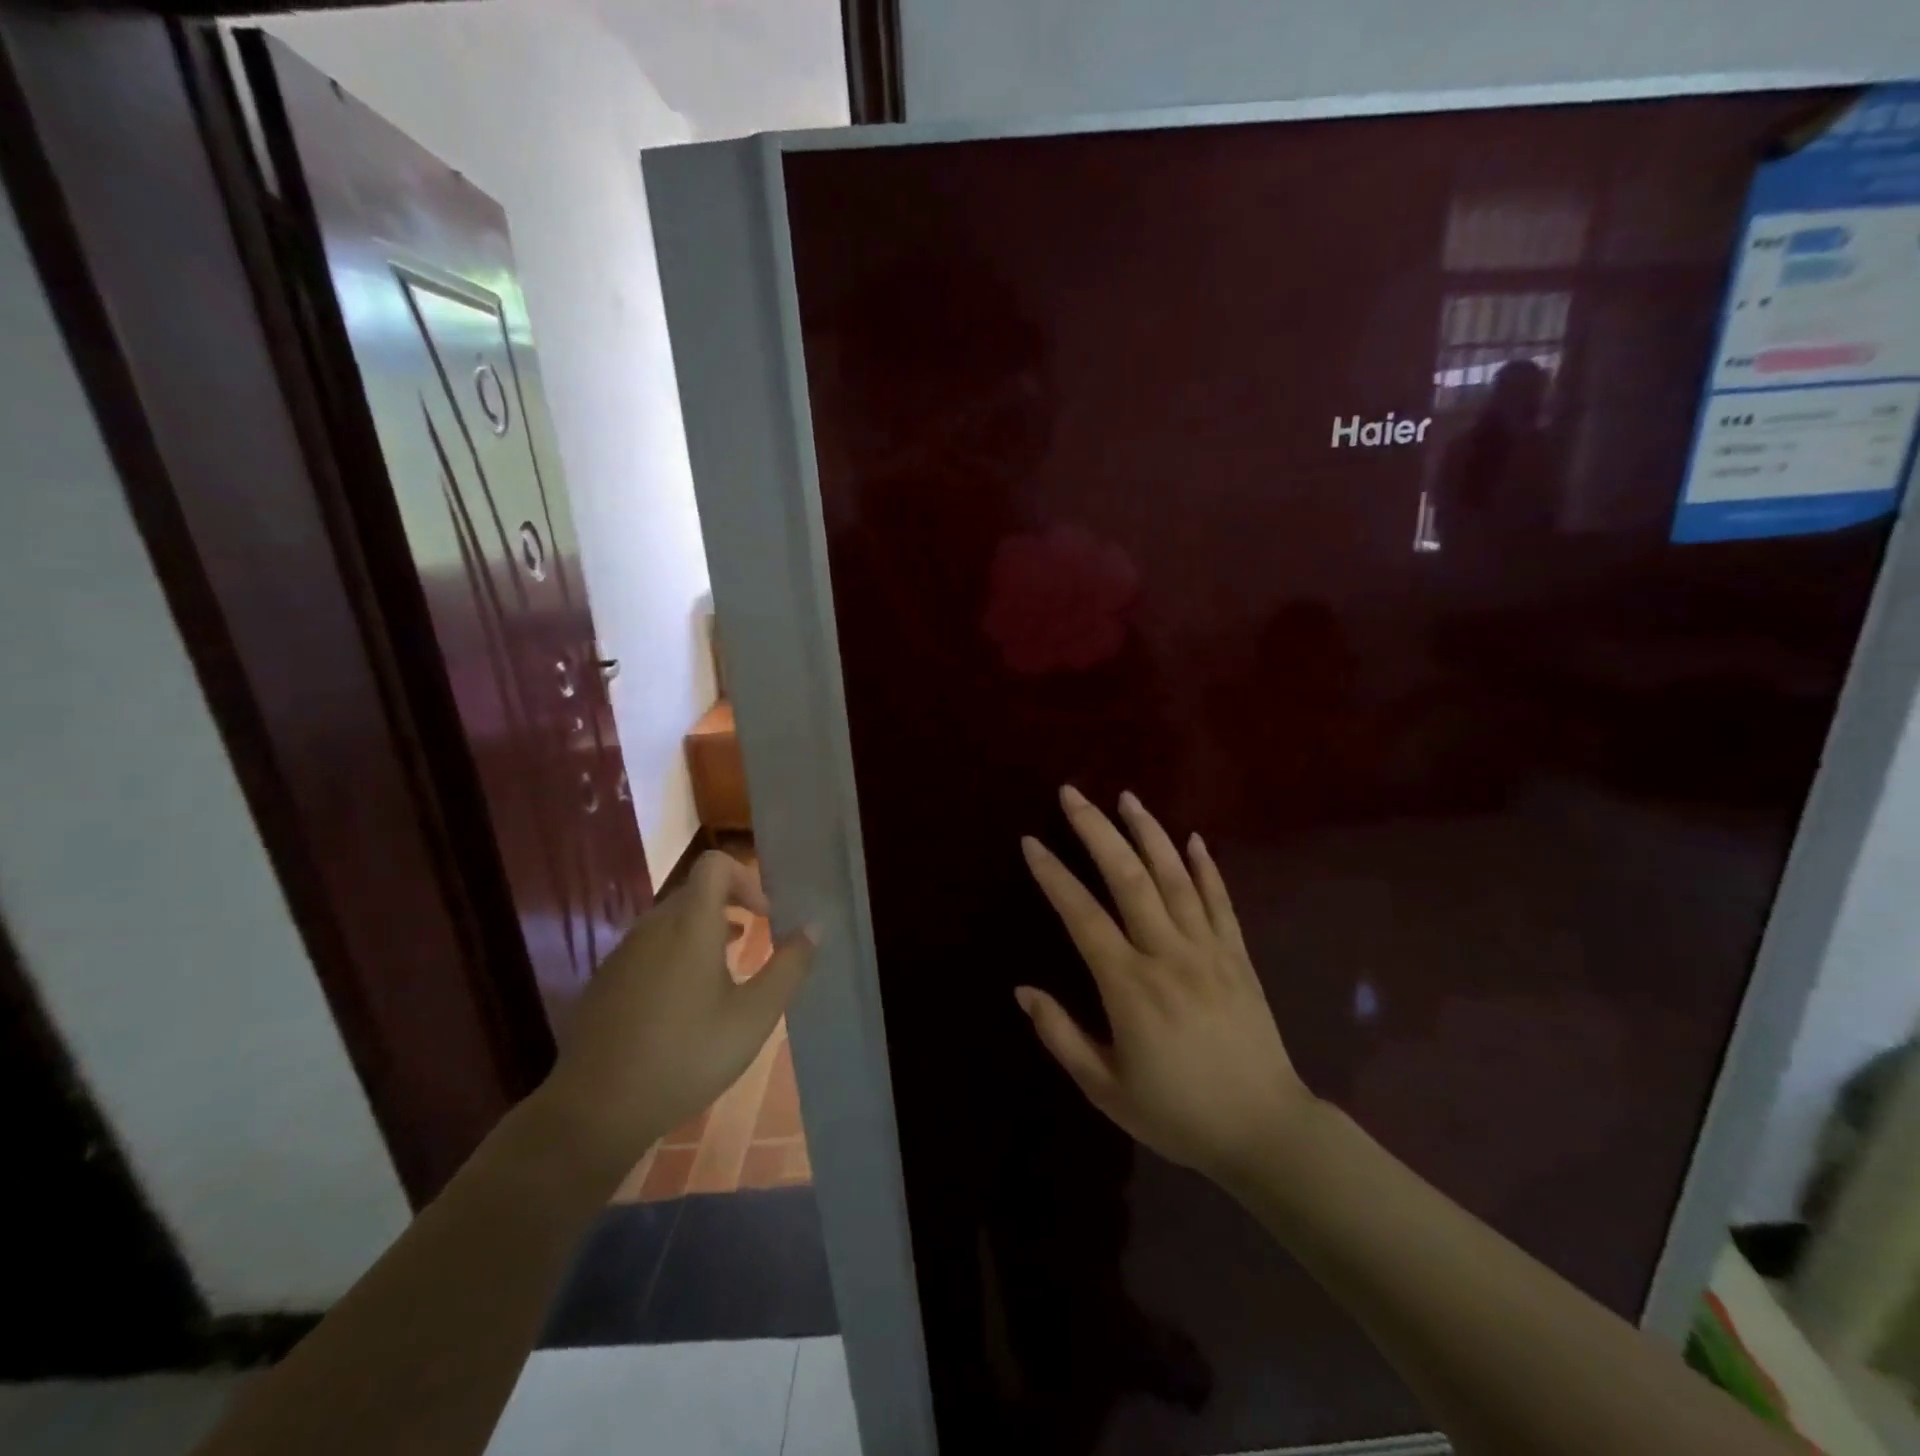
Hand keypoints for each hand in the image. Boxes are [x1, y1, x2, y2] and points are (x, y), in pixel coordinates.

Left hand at [538, 852, 816, 1168]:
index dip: (746, 879)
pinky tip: (684, 1005)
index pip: (715, 865)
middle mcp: (653, 927)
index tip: (765, 917)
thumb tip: (813, 928)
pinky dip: (675, 956)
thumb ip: (788, 967)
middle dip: (730, 907)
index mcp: (690, 925)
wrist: (595, 1109)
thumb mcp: (754, 1016)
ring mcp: (623, 954)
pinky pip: (649, 949)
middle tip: (755, 944)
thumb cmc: (686, 1055)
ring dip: (704, 932)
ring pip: (671, 922)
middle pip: (695, 892)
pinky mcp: (606, 981)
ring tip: (725, 975)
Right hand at [1017, 787, 1312, 1182]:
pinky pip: (1221, 901)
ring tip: (1126, 797)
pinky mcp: (1239, 956)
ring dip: (1148, 832)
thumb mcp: (1106, 1089)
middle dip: (1096, 830)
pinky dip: (1207, 866)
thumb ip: (1061, 1036)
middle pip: (1128, 877)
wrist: (1266, 1132)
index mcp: (1129, 986)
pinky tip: (1193, 838)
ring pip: (1175, 877)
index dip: (1054, 876)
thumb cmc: (1178, 1114)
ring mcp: (1209, 950)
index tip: (1031, 842)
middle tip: (1073, 794)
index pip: (1082, 915)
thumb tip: (1023, 990)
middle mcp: (1168, 954)